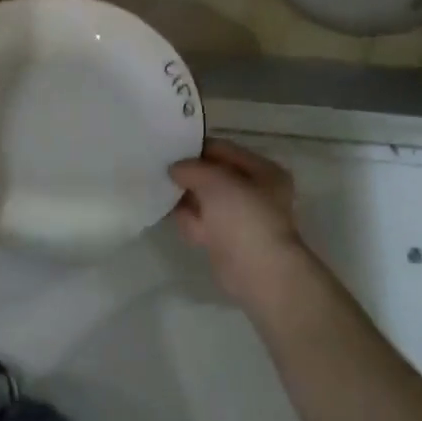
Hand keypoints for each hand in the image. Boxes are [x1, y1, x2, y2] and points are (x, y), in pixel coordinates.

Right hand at [169, 139, 317, 312]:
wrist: (258, 272)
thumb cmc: (244, 217)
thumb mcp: (215, 180)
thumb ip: (192, 168)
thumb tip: (174, 169)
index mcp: (263, 171)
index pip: (224, 150)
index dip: (197, 148)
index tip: (169, 148)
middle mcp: (254, 192)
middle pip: (213, 175)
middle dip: (188, 173)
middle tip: (159, 167)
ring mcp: (239, 218)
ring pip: (204, 199)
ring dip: (184, 196)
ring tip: (158, 188)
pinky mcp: (225, 240)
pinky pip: (200, 221)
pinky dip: (185, 218)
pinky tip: (165, 211)